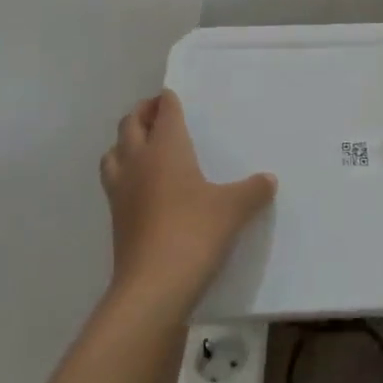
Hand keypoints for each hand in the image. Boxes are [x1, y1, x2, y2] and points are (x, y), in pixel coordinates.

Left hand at [100, 90, 276, 309]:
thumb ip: (252, 190)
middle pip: (130, 124)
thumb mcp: (233, 209)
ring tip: (143, 145)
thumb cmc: (195, 233)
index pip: (163, 111)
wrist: (153, 287)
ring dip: (126, 142)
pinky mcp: (116, 218)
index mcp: (166, 148)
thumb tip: (268, 180)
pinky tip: (142, 186)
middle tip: (158, 113)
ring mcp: (121, 190)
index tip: (173, 95)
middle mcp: (139, 161)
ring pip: (114, 151)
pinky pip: (114, 181)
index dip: (167, 100)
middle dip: (142, 113)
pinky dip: (123, 172)